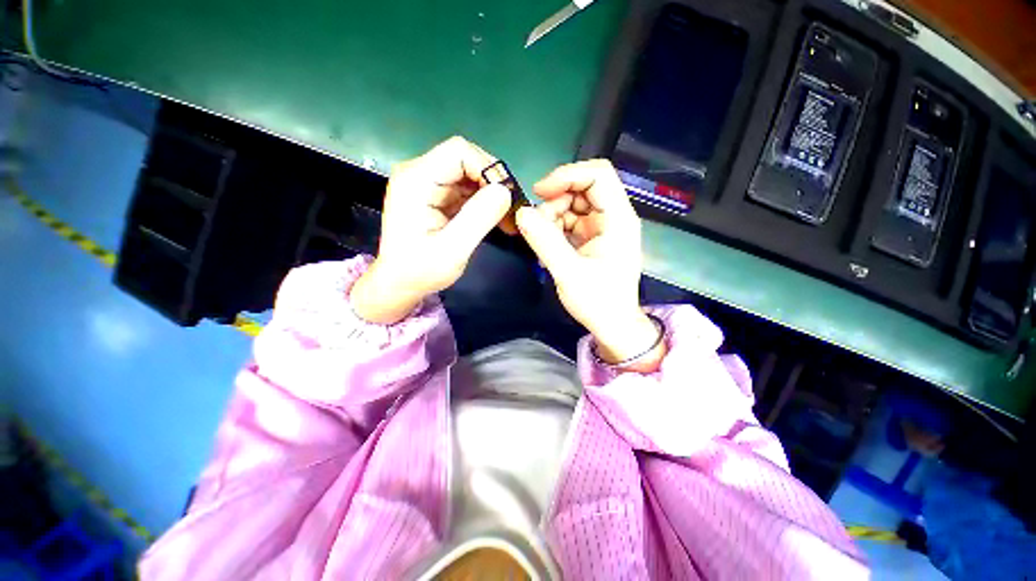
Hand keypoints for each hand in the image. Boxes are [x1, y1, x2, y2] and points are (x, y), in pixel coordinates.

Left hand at [351, 137, 510, 323]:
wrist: (400, 284)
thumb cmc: (421, 271)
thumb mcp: (452, 250)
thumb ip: (478, 218)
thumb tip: (505, 190)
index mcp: (416, 181)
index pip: (459, 152)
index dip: (487, 169)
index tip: (506, 198)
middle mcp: (420, 174)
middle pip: (466, 160)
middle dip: (493, 183)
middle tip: (511, 212)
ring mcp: (428, 184)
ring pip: (470, 174)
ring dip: (492, 194)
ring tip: (507, 220)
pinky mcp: (437, 196)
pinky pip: (467, 189)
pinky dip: (485, 202)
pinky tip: (496, 220)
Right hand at [516, 160, 663, 367]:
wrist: (612, 325)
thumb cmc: (598, 302)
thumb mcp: (569, 272)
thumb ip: (545, 241)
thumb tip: (521, 213)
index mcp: (618, 219)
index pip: (598, 175)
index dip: (567, 176)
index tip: (540, 192)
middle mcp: (613, 217)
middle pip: (582, 187)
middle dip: (556, 201)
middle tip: (539, 226)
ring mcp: (602, 227)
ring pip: (573, 204)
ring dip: (553, 216)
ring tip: (544, 242)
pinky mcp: (592, 237)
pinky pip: (570, 220)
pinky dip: (556, 228)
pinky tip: (549, 247)